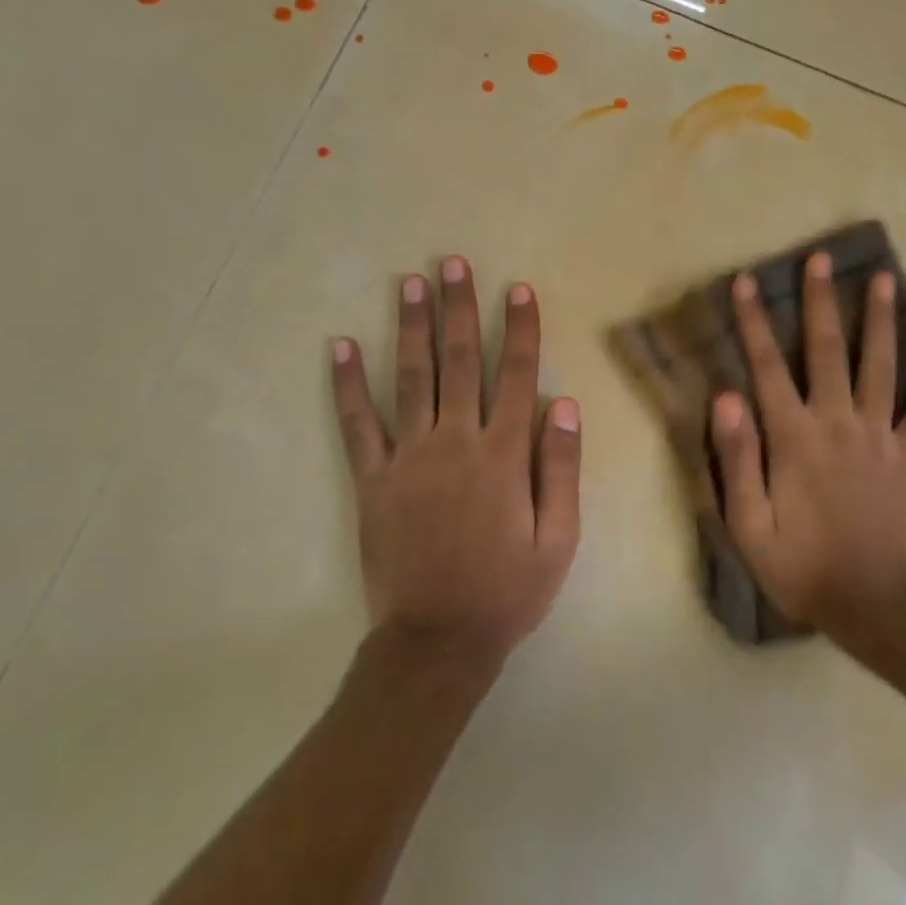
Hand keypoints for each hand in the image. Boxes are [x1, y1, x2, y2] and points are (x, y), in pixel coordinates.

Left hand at [331, 256, 580, 664]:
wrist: (438, 641)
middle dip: (459, 308)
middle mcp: (455, 443)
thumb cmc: (508, 591)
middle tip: (453, 263)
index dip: (520, 330)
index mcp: (504, 455)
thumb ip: (562, 469)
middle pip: (460, 362)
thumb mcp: (559, 539)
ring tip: (410, 282)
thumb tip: (565, 404)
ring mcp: (408, 458)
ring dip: (410, 326)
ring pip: (411, 378)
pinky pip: (358, 424)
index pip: (516, 376)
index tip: (518, 289)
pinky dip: (348, 384)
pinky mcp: (372, 480)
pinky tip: (341, 346)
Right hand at [710, 253, 905, 635]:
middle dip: (820, 303)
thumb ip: (736, 457)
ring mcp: (881, 436)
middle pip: (826, 352)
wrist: (872, 605)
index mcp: (793, 438)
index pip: (766, 368)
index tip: (747, 283)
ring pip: (880, 366)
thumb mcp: (747, 524)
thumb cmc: (800, 566)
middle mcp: (838, 423)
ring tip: (883, 278)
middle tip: (821, 260)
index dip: (754, 323)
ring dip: (879, 320)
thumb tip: (725, 396)